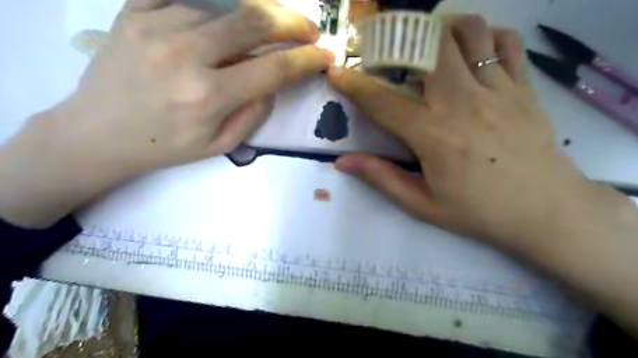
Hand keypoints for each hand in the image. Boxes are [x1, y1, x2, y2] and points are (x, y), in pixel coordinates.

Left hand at [64, 0, 333, 175]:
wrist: (97, 132)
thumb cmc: (166, 146)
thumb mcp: (220, 144)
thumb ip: (255, 111)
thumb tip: (276, 79)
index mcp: (207, 95)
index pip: (272, 68)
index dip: (305, 60)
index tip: (325, 55)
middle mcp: (184, 54)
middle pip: (253, 20)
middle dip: (292, 22)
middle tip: (310, 29)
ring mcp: (156, 24)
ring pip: (225, 6)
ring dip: (257, 16)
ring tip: (270, 29)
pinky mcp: (135, 9)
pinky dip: (219, 8)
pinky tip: (227, 21)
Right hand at [329, 16, 598, 249]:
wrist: (547, 212)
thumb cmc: (478, 211)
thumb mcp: (422, 204)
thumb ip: (381, 178)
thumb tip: (342, 161)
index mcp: (433, 135)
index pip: (382, 101)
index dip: (354, 85)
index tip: (337, 73)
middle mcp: (462, 103)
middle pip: (429, 46)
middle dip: (401, 40)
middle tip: (389, 52)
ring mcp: (498, 90)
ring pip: (470, 32)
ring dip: (443, 31)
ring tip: (430, 48)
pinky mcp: (524, 88)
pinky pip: (506, 43)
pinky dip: (486, 38)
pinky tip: (474, 55)